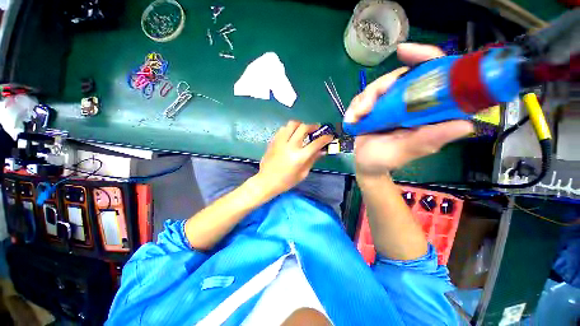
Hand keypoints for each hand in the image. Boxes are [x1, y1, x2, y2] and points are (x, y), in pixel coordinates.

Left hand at [258, 120, 333, 194]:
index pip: (316, 143)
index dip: (325, 138)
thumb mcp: (303, 173)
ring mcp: (280, 142)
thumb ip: (312, 159)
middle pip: (303, 128)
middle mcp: (290, 146)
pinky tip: (291, 135)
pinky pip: (282, 129)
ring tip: (302, 130)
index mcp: (299, 157)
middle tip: (316, 129)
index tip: (329, 136)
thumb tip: (322, 150)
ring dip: (300, 125)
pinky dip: (289, 129)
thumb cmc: (286, 181)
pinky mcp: (273, 141)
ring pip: (291, 124)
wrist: (266, 181)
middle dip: (312, 126)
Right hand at [344, 43, 473, 177]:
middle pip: (397, 78)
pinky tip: (351, 120)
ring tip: (356, 118)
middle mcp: (409, 103)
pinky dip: (354, 107)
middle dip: (378, 89)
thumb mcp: (406, 152)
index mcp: (426, 111)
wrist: (366, 165)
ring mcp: (389, 105)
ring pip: (376, 87)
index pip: (433, 75)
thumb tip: (465, 125)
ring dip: (362, 101)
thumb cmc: (386, 161)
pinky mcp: (373, 109)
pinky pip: (362, 98)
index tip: (404, 52)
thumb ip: (428, 140)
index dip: (424, 57)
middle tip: (364, 109)